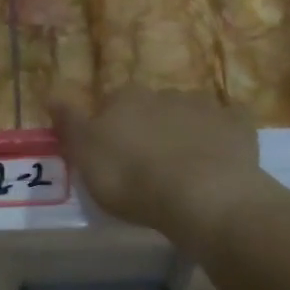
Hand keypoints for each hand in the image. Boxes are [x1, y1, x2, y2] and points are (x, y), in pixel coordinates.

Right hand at [52, 88, 263, 248]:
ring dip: (185, 130)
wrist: (200, 195)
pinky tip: (221, 157)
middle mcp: (164, 94)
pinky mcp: (238, 125)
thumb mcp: (85, 157)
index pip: (111, 104)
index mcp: (125, 99)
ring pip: (189, 113)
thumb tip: (52, 95)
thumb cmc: (131, 178)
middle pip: (152, 107)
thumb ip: (69, 124)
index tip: (112, 153)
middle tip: (148, 162)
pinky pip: (229, 125)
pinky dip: (224, 136)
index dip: (110, 127)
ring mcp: (205, 107)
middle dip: (150, 127)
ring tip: (184, 165)